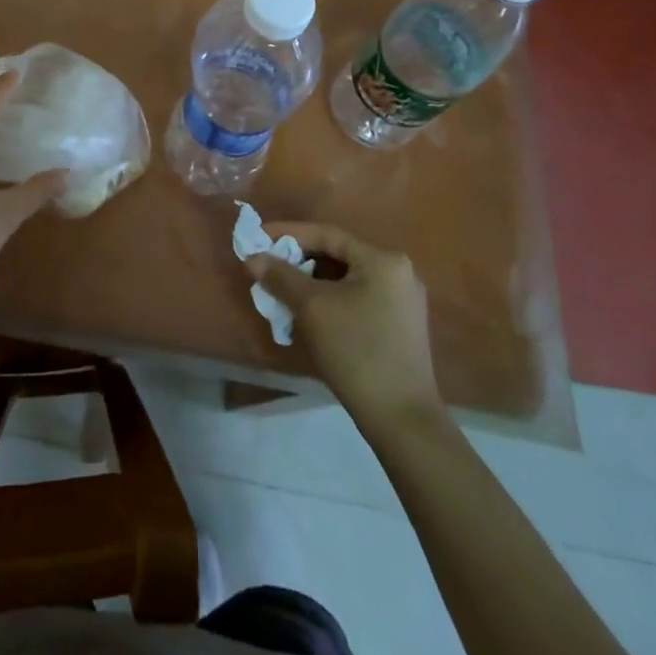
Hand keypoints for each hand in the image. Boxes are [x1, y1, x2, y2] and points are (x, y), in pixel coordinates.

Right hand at [247, 223, 440, 427]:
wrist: (402, 420)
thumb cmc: (356, 351)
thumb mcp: (312, 308)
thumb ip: (281, 276)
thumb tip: (253, 258)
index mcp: (383, 260)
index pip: (327, 235)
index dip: (288, 234)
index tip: (258, 238)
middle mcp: (398, 273)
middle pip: (337, 256)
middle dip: (298, 262)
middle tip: (267, 268)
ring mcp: (402, 302)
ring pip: (345, 281)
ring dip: (311, 284)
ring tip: (281, 292)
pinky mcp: (400, 328)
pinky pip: (356, 300)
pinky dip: (329, 301)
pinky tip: (307, 315)